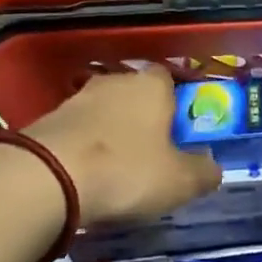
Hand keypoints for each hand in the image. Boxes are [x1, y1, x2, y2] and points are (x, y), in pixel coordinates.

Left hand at [25, 67, 221, 228]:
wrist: (47, 176)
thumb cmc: (126, 170)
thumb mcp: (178, 181)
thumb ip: (203, 172)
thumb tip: (213, 167)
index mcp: (152, 86)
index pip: (170, 80)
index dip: (176, 105)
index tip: (178, 134)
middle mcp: (116, 81)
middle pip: (136, 95)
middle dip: (142, 119)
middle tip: (149, 155)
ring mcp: (78, 97)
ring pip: (105, 111)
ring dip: (110, 133)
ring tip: (115, 170)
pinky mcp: (49, 118)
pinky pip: (78, 130)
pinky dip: (84, 147)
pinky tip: (85, 175)